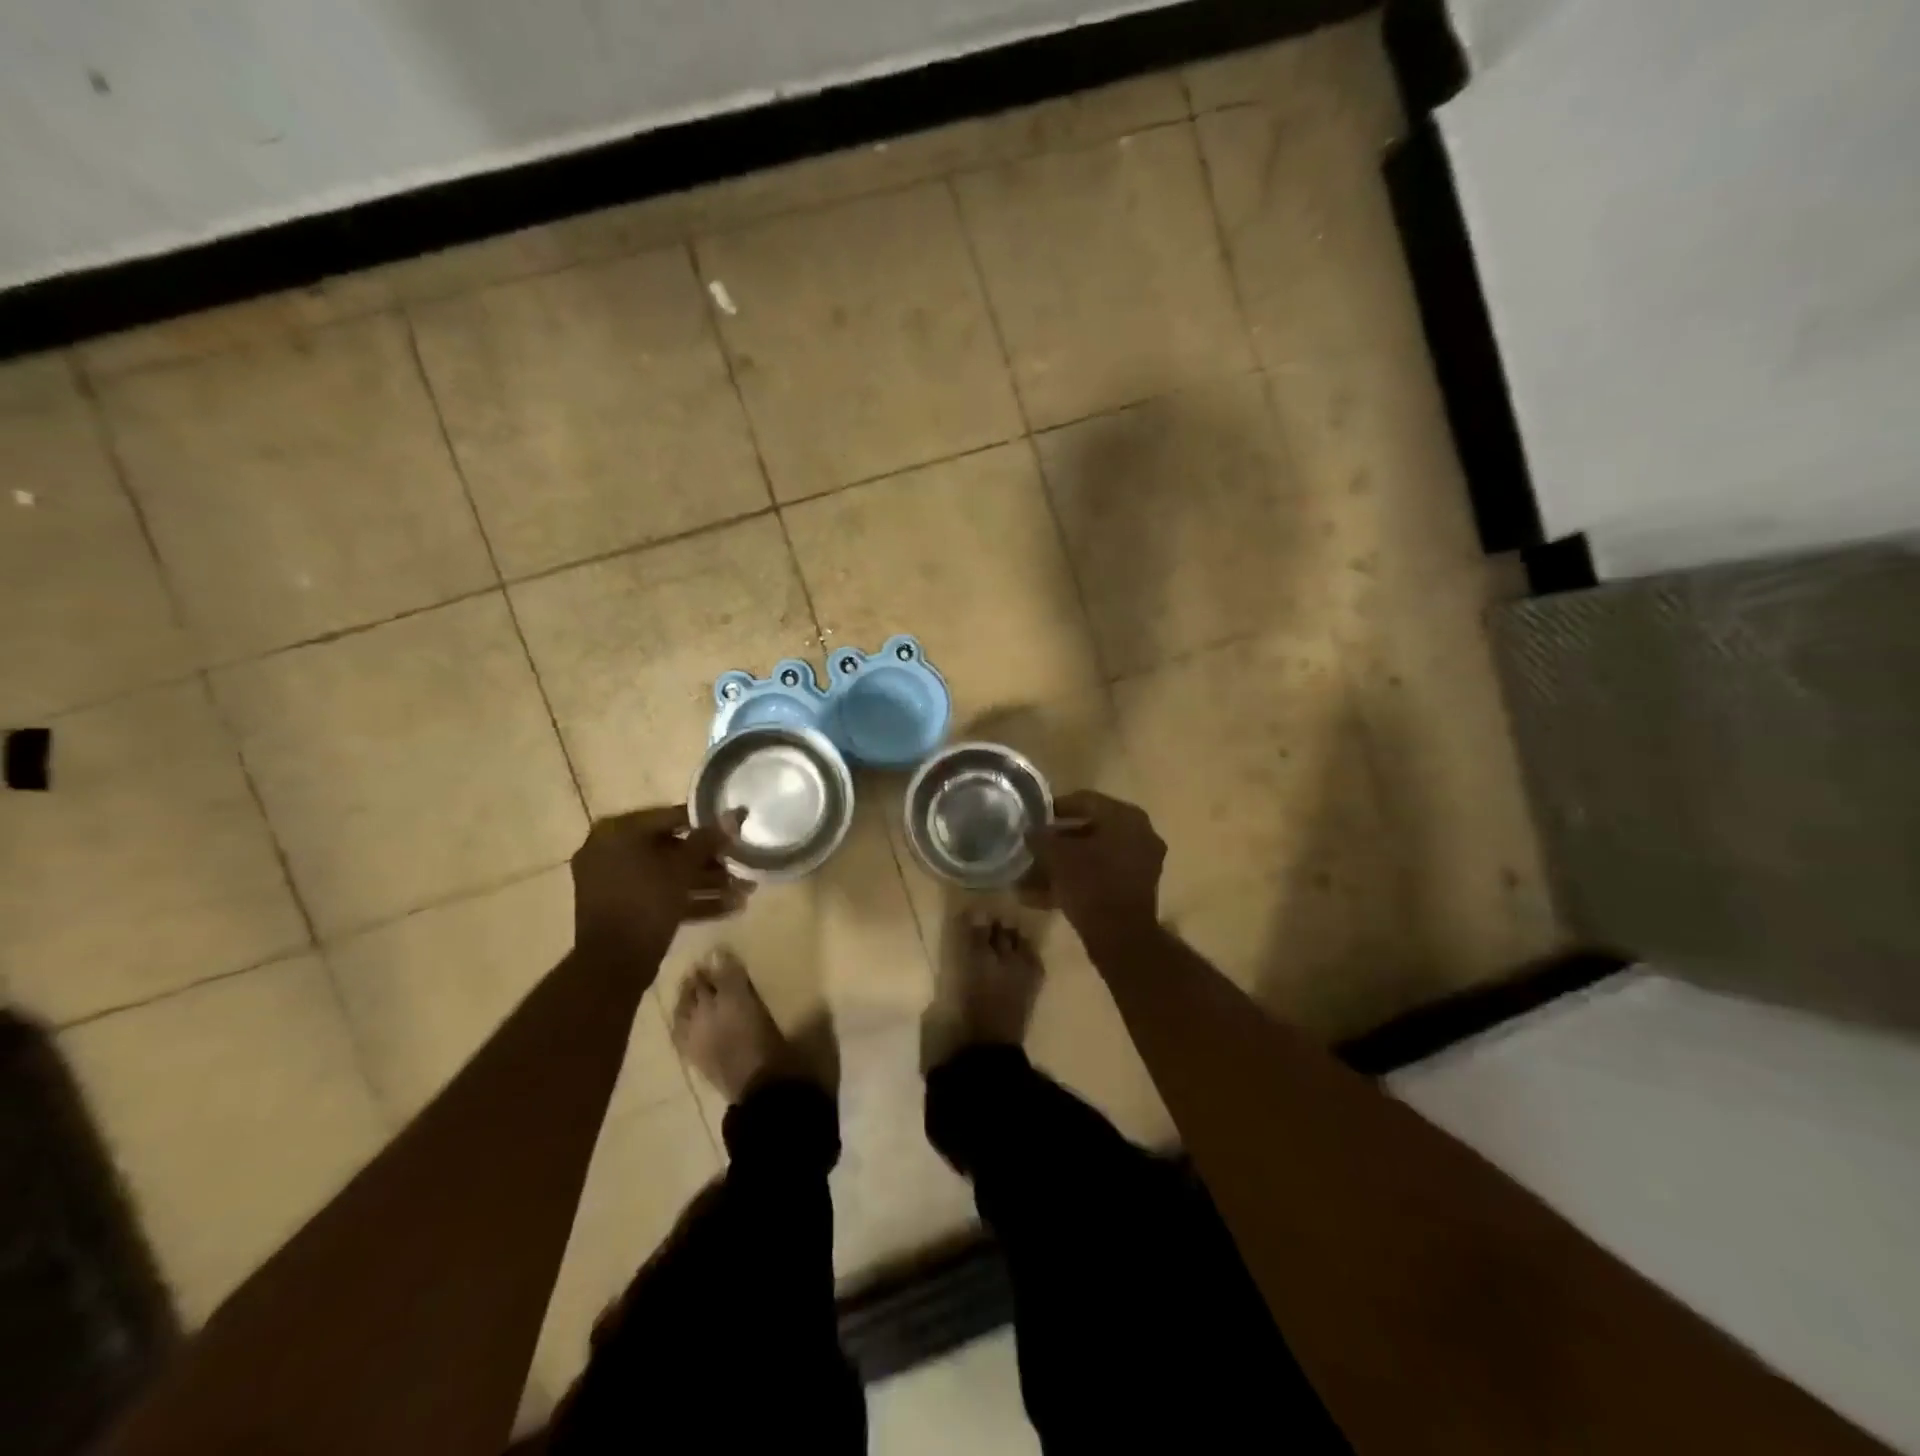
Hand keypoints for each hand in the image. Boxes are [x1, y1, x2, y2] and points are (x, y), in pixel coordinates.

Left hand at [570, 804, 749, 975]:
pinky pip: (660, 894)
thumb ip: (708, 840)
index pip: (669, 817)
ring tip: (744, 890)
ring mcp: (615, 882)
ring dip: (706, 882)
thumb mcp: (682, 868)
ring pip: (668, 874)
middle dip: (710, 860)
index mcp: (616, 833)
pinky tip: (730, 907)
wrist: (612, 964)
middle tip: (740, 864)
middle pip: (670, 848)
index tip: (732, 831)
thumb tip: (734, 815)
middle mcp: (610, 851)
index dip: (705, 824)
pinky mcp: (624, 908)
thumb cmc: (646, 902)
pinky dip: (690, 899)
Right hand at [1026, 791, 1166, 941]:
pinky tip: (1047, 895)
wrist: (1120, 936)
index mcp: (1125, 817)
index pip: (1084, 800)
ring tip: (1033, 875)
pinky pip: (1102, 876)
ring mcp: (1142, 862)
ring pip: (1094, 855)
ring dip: (1065, 864)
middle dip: (1058, 841)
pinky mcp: (1136, 889)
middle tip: (1034, 847)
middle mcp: (1140, 833)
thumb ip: (1041, 837)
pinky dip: (1077, 880)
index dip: (1055, 808)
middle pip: (1090, 829)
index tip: (1034, 818)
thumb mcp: (1056, 856)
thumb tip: (1031, 830)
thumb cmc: (1090, 884)